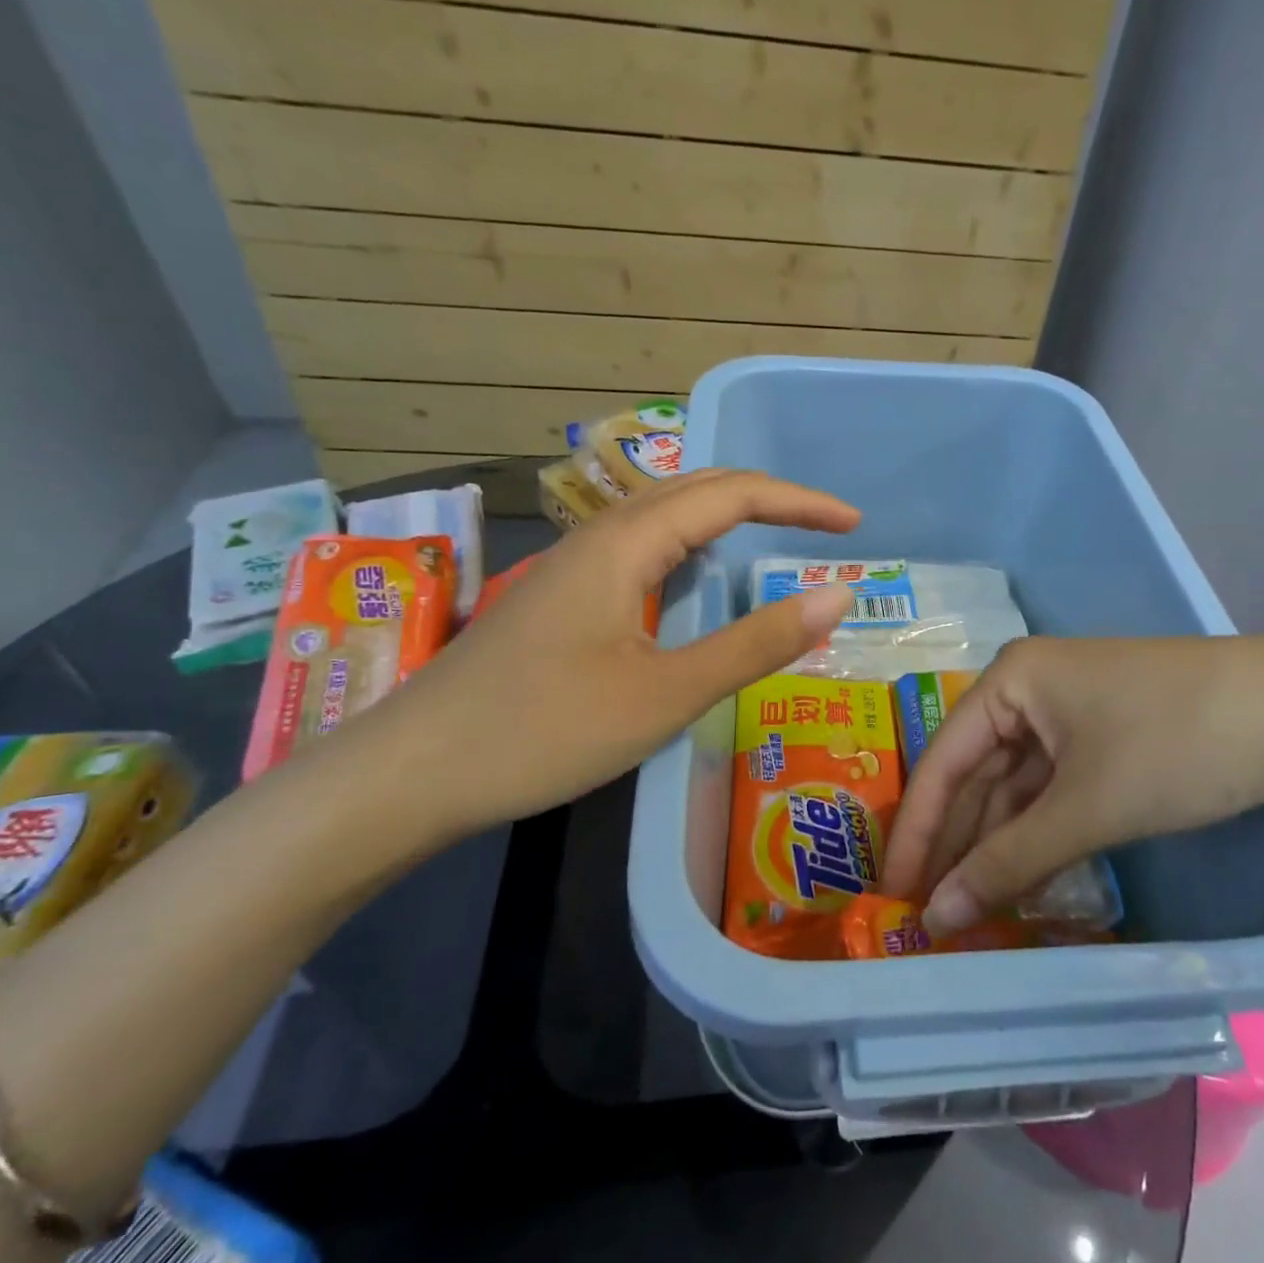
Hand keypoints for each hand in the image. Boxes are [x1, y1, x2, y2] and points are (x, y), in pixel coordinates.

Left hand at [323, 469, 860, 837]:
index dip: (798, 502)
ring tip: (773, 539)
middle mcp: (598, 537)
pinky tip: (694, 579)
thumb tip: (837, 596)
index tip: (853, 525)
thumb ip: (755, 642)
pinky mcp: (558, 598)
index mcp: (627, 543)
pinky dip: (689, 548)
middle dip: (767, 499)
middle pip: (695, 489)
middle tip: (824, 527)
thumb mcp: (667, 694)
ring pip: (663, 516)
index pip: (731, 494)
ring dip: (725, 517)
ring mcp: (572, 566)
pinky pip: (640, 548)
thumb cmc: (544, 731)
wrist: (410, 773)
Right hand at [879, 636, 1263, 931]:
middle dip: (955, 843)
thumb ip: (1009, 862)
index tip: (892, 894)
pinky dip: (1036, 835)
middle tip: (927, 914)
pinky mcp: (1104, 738)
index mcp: (1010, 680)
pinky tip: (1022, 880)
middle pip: (975, 774)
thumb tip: (937, 919)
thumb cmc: (1176, 743)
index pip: (942, 760)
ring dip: (996, 846)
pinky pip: (1051, 791)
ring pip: (1014, 787)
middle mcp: (1029, 690)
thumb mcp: (1087, 806)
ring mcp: (1069, 714)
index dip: (917, 830)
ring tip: (969, 909)